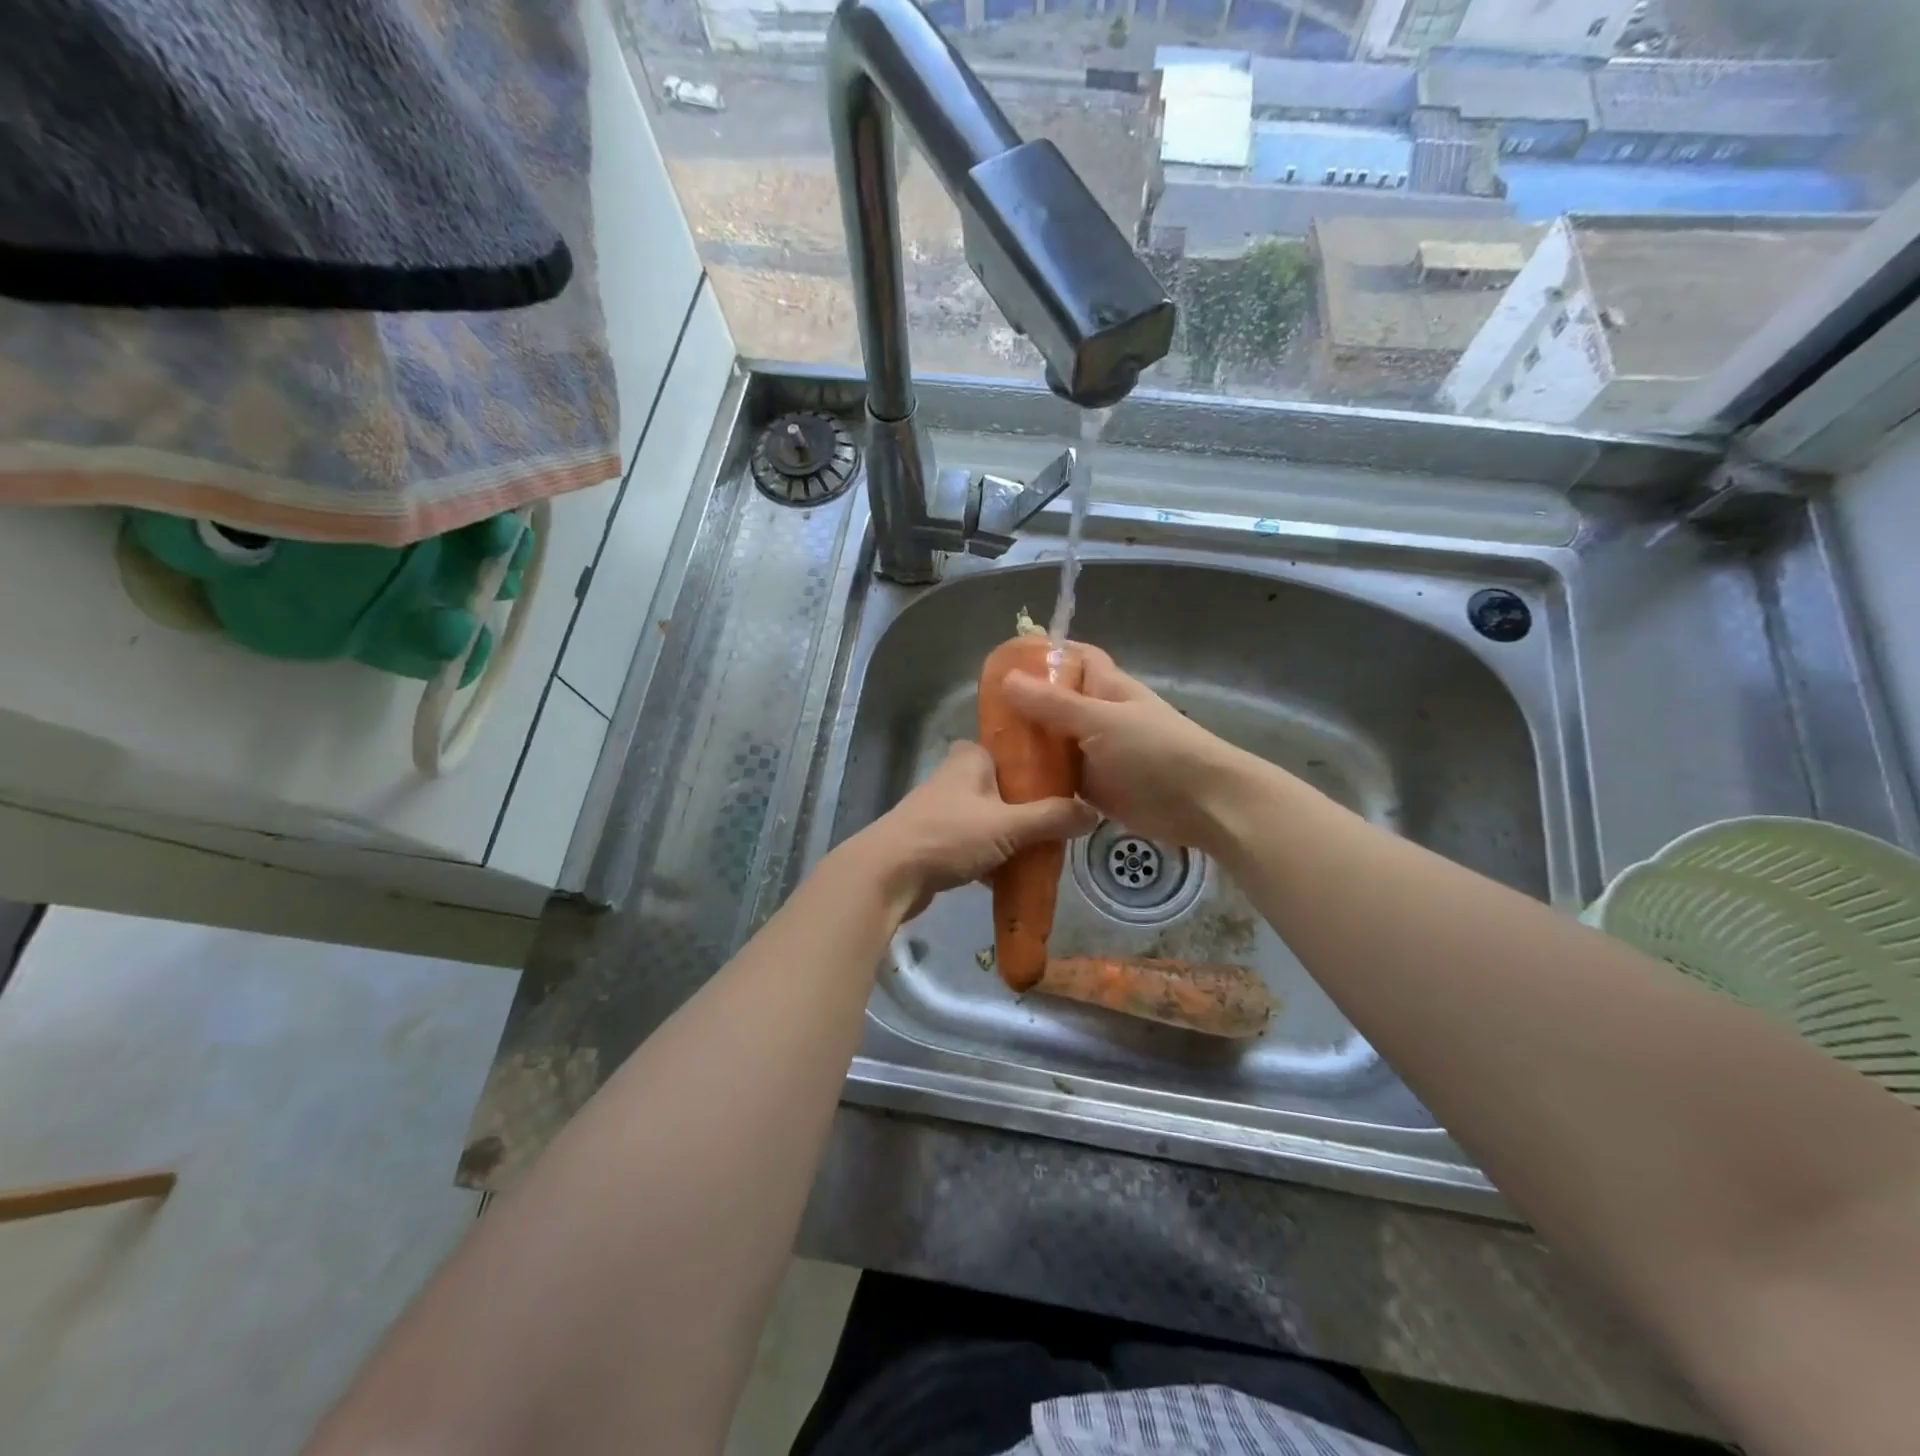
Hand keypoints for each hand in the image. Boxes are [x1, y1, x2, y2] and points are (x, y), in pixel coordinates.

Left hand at [836, 741, 1096, 920]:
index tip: (1071, 784)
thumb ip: (1051, 818)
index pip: (1014, 749)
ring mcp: (943, 810)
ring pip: (991, 818)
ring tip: (1048, 851)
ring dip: (1014, 835)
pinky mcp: (935, 841)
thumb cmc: (948, 836)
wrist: (887, 875)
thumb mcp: (1007, 825)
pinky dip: (994, 857)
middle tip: (1064, 824)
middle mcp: (955, 777)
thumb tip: (1094, 813)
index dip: (1041, 764)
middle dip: (1032, 807)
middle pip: (1006, 788)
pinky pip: (976, 844)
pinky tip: (1016, 876)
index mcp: (971, 758)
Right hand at [1001, 644, 1260, 854]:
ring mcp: (1095, 753)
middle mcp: (1097, 716)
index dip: (1042, 655)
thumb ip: (1054, 704)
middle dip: (1022, 706)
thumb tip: (1007, 679)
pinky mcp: (1093, 787)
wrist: (1201, 805)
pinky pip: (1059, 776)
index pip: (1072, 658)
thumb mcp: (1101, 721)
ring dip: (1027, 745)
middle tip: (981, 714)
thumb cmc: (1156, 752)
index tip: (1002, 663)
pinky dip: (1038, 778)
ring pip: (1053, 742)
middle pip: (1054, 703)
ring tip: (985, 750)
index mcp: (1105, 687)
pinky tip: (1008, 784)